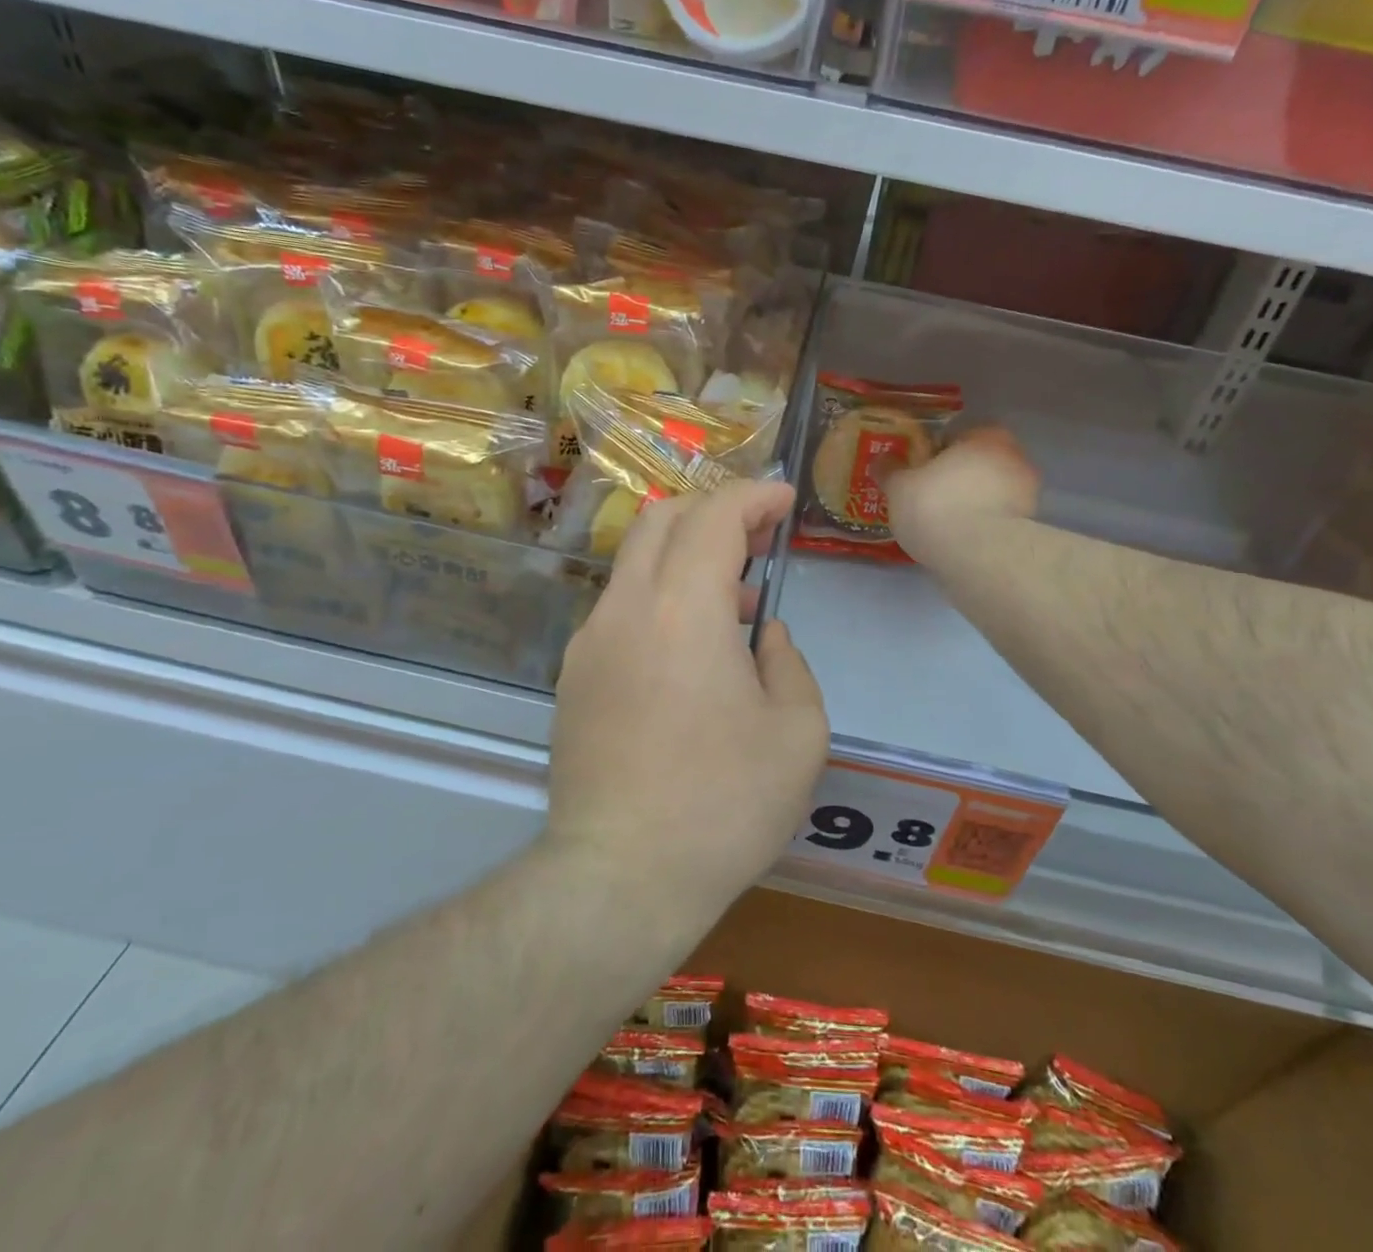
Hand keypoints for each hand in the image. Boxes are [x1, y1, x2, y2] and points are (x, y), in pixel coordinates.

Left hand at [546, 480, 829, 925]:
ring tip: (733, 605)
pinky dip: (660, 598)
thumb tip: (761, 634)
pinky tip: (689, 653)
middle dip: (714, 511)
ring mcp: (590, 642)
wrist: (621, 878)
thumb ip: (788, 661)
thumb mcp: (799, 732)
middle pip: (662, 519)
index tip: (784, 502)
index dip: (753, 495)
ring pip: (635, 561)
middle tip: (758, 538)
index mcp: (684, 610)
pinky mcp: (573, 676)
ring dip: (686, 558)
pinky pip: (620, 608)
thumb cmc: (724, 805)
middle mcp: (627, 609)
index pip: (714, 515)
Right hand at [884, 426, 1040, 563]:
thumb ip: (891, 470)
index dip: (936, 452)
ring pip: (990, 492)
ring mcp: (1027, 494)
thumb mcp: (899, 486)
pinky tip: (959, 540)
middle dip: (957, 476)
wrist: (978, 556)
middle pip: (978, 463)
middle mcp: (1015, 458)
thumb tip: (881, 459)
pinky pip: (996, 519)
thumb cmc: (936, 506)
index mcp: (987, 436)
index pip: (959, 435)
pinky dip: (981, 525)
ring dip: (971, 501)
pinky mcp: (1028, 528)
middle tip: (929, 495)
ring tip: (943, 522)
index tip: (919, 470)